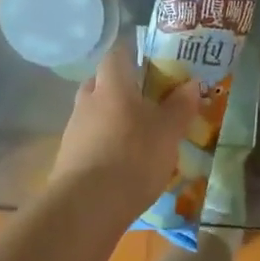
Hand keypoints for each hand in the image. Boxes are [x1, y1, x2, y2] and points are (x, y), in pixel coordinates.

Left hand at [49, 38, 199, 221]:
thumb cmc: (133, 156)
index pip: (116, 54)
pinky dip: (104, 143)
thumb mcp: (168, 131)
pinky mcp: (68, 158)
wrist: (87, 206)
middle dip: (120, 87)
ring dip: (111, 118)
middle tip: (145, 100)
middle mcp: (88, 100)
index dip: (132, 53)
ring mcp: (74, 130)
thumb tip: (191, 83)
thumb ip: (180, 106)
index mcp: (112, 85)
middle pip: (101, 83)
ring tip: (136, 135)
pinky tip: (120, 162)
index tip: (149, 61)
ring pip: (94, 112)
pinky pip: (89, 140)